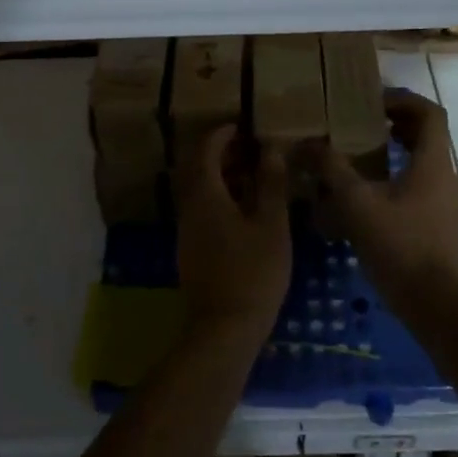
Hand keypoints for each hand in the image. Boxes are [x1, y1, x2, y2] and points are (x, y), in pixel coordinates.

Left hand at [176, 126, 291, 344]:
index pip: (205, 149)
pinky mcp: (190, 248)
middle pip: (197, 167)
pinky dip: (218, 196)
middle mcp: (188, 206)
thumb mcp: (271, 224)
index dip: (222, 134)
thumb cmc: (253, 272)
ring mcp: (186, 229)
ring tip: (252, 175)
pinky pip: (200, 208)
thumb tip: (271, 149)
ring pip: (198, 189)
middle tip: (250, 148)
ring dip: (220, 175)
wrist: (224, 329)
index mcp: (205, 194)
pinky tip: (243, 208)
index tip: (243, 126)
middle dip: (220, 152)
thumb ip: (271, 184)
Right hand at [313, 91, 457, 309]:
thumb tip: (308, 143)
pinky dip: (395, 175)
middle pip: (425, 135)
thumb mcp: (356, 203)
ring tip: (356, 153)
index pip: (430, 113)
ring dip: (393, 150)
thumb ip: (332, 169)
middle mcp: (444, 176)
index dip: (403, 100)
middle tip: (358, 122)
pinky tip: (365, 193)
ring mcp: (443, 201)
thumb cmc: (399, 245)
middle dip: (393, 123)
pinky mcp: (436, 223)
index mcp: (433, 163)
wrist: (434, 304)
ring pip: (421, 160)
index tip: (371, 101)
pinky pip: (418, 184)